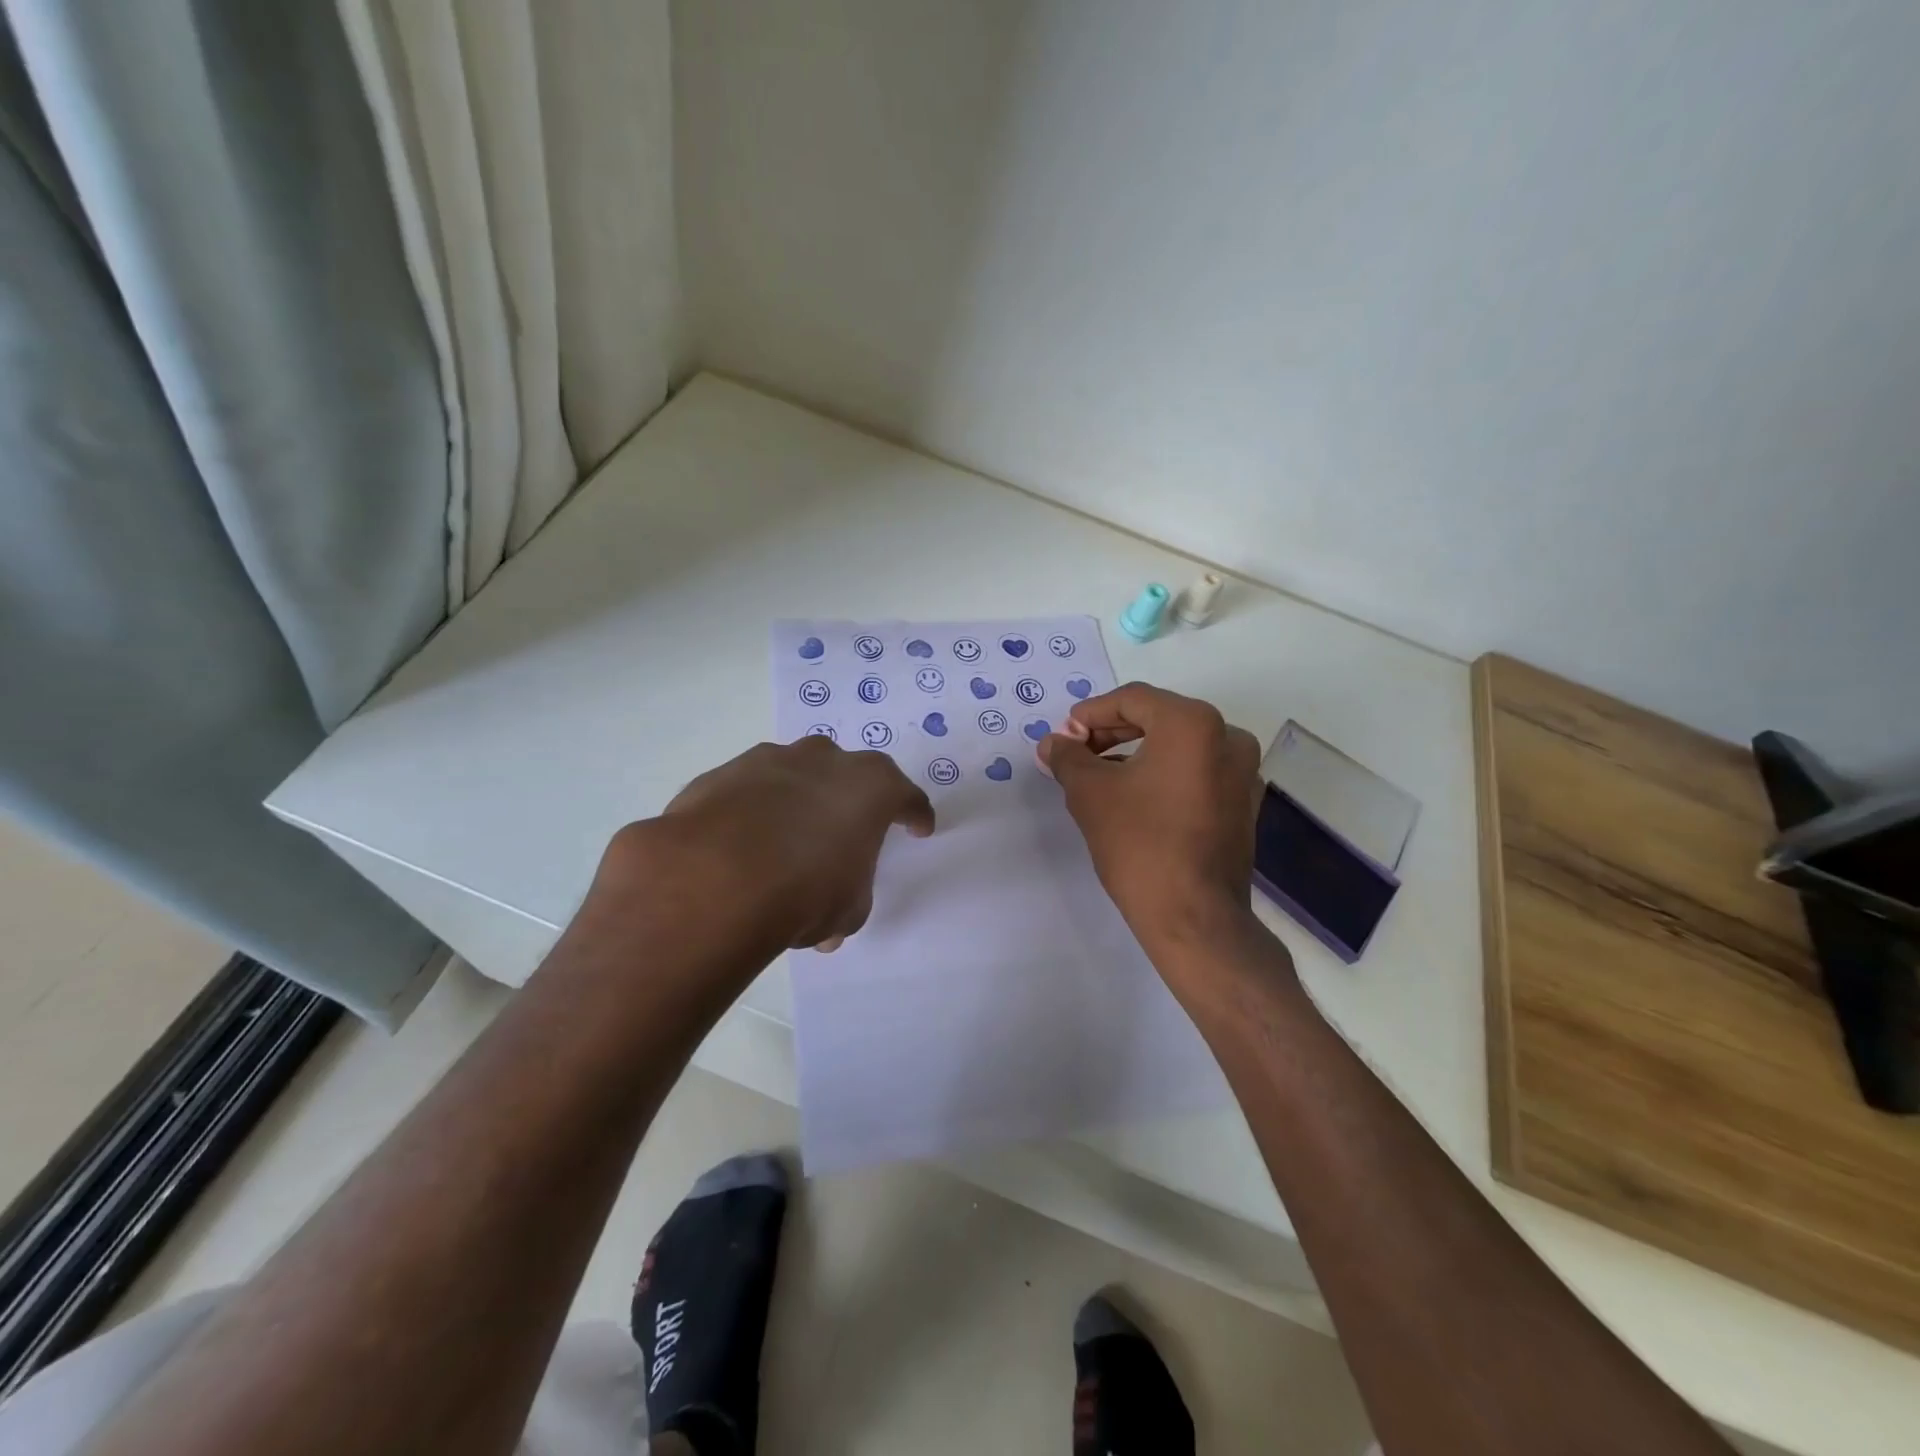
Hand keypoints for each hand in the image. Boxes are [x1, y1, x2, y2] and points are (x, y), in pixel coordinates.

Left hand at [592, 737, 934, 957]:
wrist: (714, 879)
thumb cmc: (805, 892)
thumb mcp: (847, 909)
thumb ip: (848, 899)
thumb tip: (827, 923)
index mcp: (872, 786)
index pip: (907, 797)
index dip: (915, 815)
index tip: (918, 829)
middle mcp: (825, 760)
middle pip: (849, 774)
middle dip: (850, 799)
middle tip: (845, 831)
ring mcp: (770, 760)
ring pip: (796, 775)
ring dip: (798, 801)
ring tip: (786, 841)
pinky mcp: (723, 773)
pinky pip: (750, 791)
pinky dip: (753, 811)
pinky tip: (742, 844)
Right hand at [1037, 683, 1264, 956]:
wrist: (1194, 917)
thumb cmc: (1140, 844)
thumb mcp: (1090, 794)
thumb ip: (1068, 757)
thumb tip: (1052, 743)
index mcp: (1193, 723)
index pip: (1132, 700)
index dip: (1090, 713)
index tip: (1064, 736)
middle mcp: (1227, 737)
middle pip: (1158, 718)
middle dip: (1111, 733)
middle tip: (1076, 753)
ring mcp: (1243, 772)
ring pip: (1178, 746)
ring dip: (1135, 753)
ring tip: (1098, 776)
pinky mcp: (1243, 803)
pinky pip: (1196, 772)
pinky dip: (1162, 774)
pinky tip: (1134, 797)